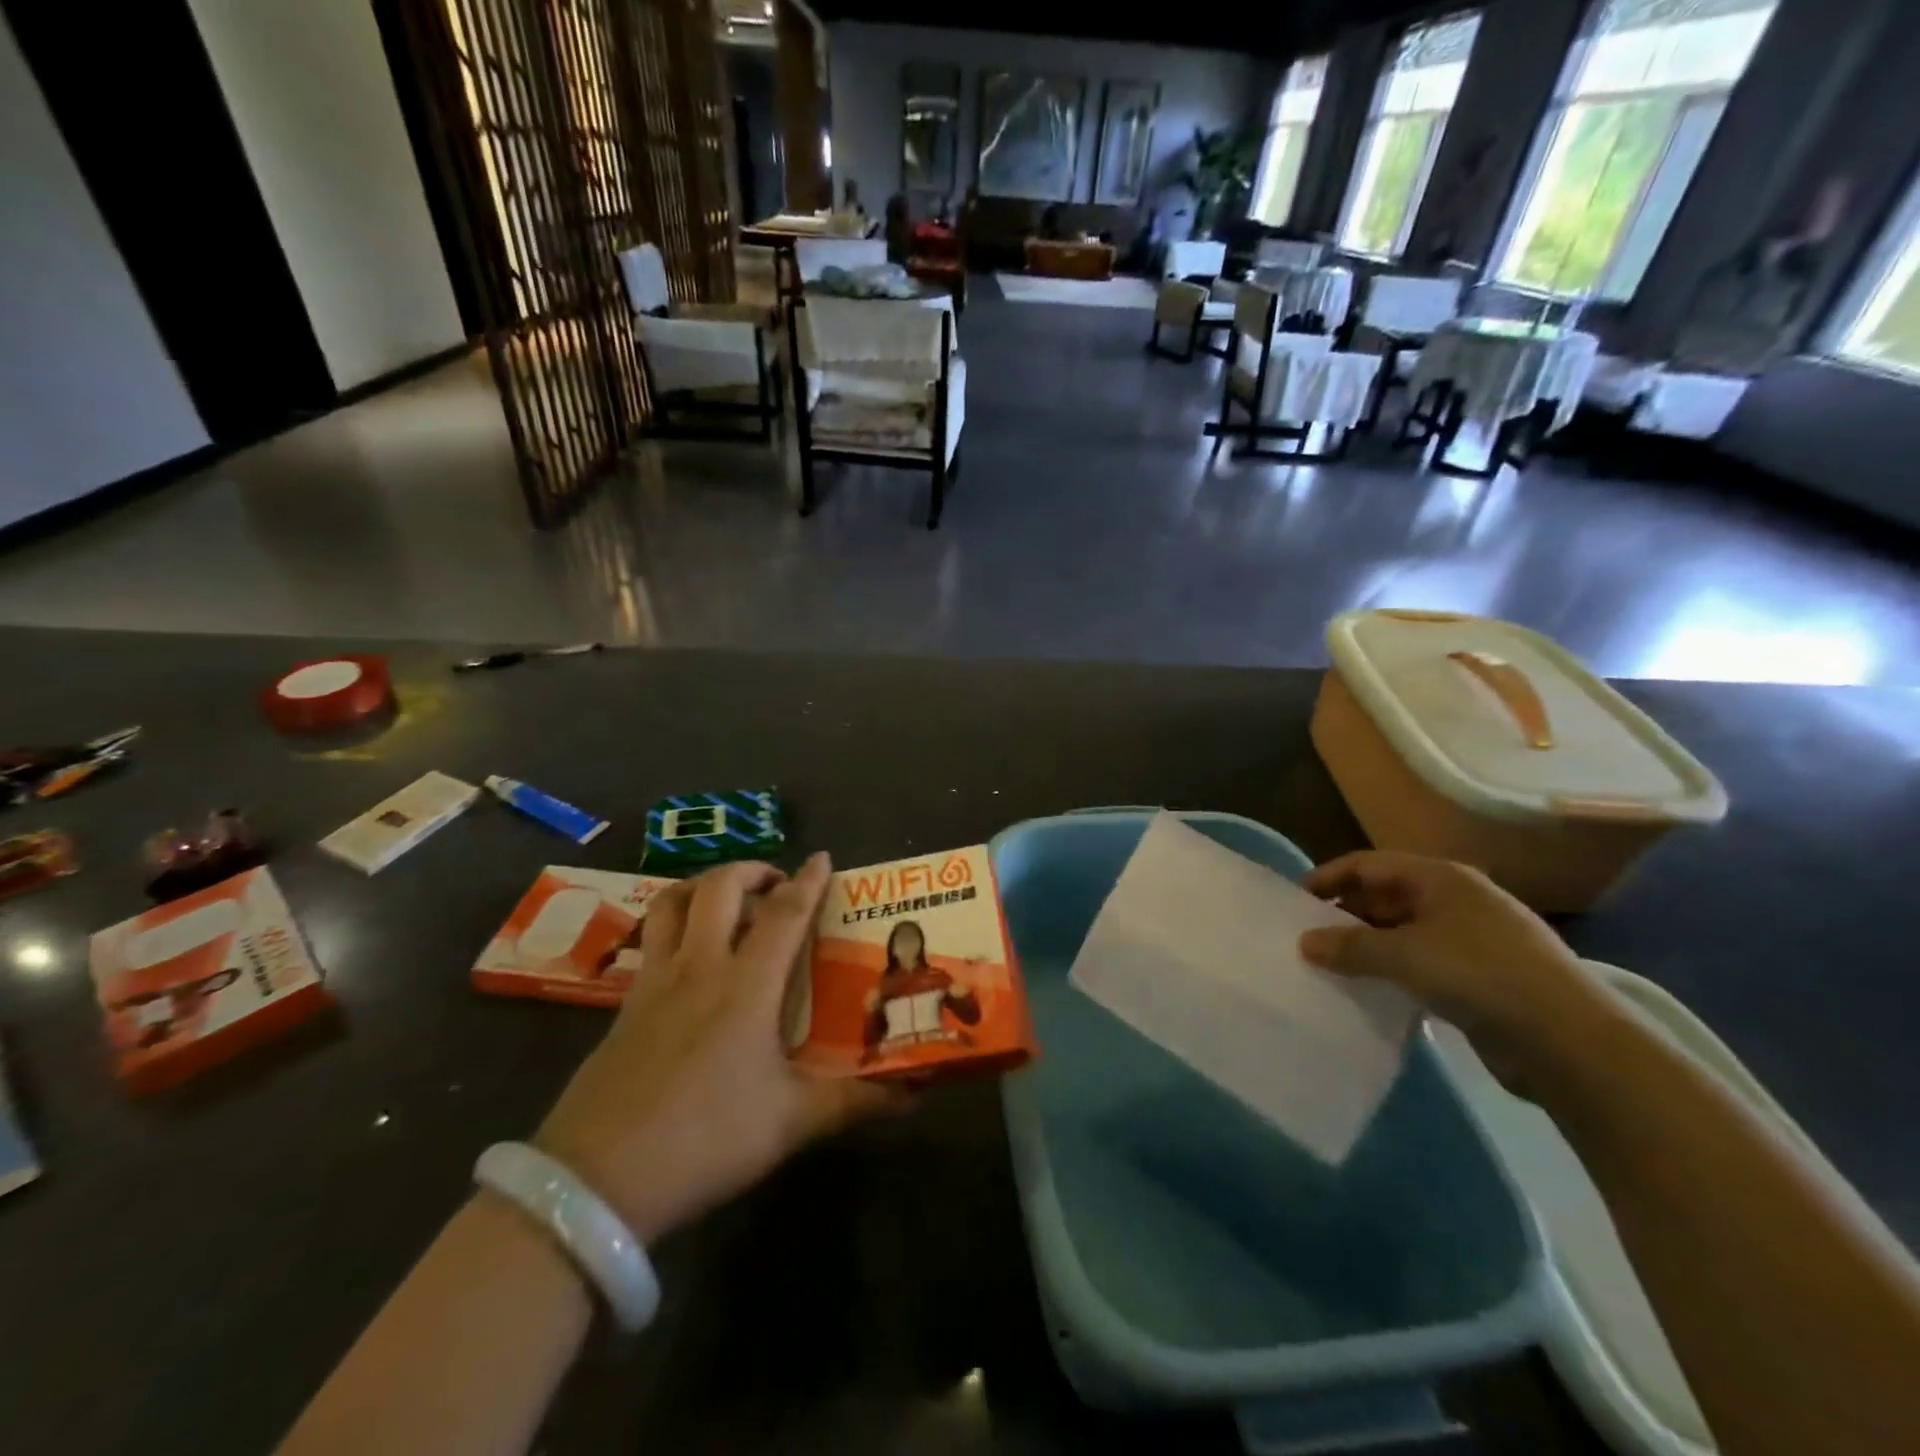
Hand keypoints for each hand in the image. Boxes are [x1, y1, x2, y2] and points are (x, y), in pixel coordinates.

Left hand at [536, 855, 905, 1242]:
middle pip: (719, 888)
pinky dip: (673, 925)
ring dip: (703, 886)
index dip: (807, 882)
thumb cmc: (706, 1139)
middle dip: (751, 871)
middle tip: (776, 883)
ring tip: (726, 900)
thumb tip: (912, 1095)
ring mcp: (654, 983)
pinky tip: (687, 956)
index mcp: (746, 986)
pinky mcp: (624, 1006)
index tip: (822, 858)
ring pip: (672, 904)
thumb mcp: (790, 1123)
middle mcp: (698, 968)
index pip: (784, 914)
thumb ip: (853, 1102)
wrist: (597, 1181)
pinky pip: (651, 941)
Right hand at [1298, 852, 1608, 1089]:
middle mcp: (1456, 901)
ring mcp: (1471, 940)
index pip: (1369, 864)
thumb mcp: (1405, 954)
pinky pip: (1422, 964)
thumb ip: (1350, 946)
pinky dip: (1394, 972)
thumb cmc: (1480, 974)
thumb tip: (1304, 943)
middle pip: (1386, 896)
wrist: (1571, 1041)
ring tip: (1331, 966)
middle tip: (1309, 938)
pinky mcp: (1480, 979)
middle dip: (1346, 914)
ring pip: (1403, 933)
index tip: (1295, 901)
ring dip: (1368, 947)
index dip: (1329, 877)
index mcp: (1441, 878)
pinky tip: (1372, 991)